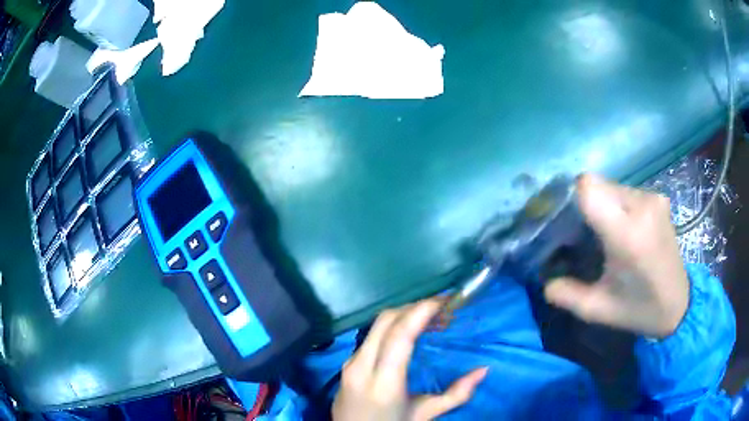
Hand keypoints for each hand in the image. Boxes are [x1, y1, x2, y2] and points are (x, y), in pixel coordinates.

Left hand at [332, 299, 487, 420]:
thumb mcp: (424, 415)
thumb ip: (456, 395)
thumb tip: (484, 370)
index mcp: (383, 383)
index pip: (399, 335)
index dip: (422, 311)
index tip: (445, 300)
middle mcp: (361, 366)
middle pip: (386, 321)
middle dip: (416, 307)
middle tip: (444, 309)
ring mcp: (350, 363)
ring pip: (377, 325)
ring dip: (405, 315)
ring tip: (434, 320)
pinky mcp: (347, 363)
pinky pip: (372, 335)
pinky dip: (394, 326)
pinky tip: (411, 333)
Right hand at [544, 174, 688, 337]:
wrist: (678, 304)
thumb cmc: (639, 309)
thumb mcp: (599, 310)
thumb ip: (567, 295)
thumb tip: (545, 280)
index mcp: (627, 234)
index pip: (589, 188)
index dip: (571, 198)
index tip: (567, 221)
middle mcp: (642, 206)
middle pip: (598, 185)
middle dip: (586, 205)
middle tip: (585, 234)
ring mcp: (653, 199)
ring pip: (612, 186)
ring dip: (603, 205)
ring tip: (608, 235)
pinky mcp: (659, 198)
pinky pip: (626, 192)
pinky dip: (618, 206)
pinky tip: (626, 230)